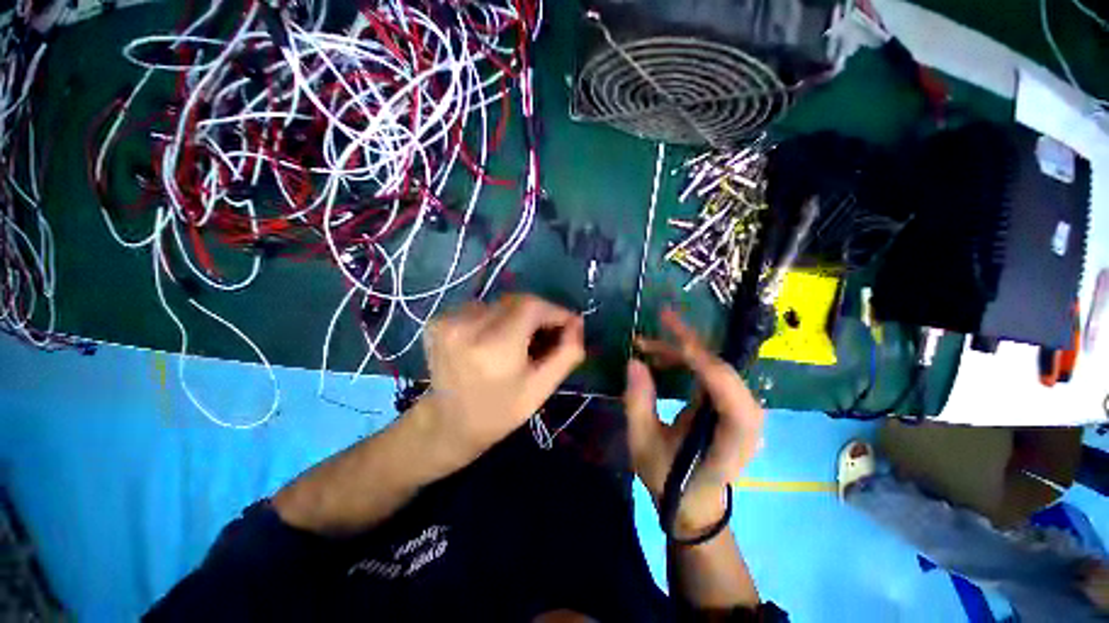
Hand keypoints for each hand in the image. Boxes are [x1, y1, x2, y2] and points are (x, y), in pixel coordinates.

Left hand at [420, 294, 584, 466]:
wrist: (449, 423)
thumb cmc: (501, 411)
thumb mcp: (542, 387)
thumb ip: (567, 352)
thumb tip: (577, 322)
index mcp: (494, 347)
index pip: (531, 306)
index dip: (554, 311)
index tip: (567, 325)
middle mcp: (467, 327)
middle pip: (516, 302)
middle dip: (538, 314)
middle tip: (545, 336)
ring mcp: (448, 321)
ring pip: (500, 304)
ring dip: (516, 316)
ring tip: (518, 341)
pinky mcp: (437, 320)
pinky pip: (481, 307)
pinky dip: (495, 318)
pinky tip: (494, 340)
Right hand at [624, 307, 764, 536]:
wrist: (694, 503)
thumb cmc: (669, 479)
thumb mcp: (643, 443)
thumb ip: (638, 402)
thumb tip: (634, 361)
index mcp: (732, 438)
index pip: (728, 391)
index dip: (702, 360)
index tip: (671, 335)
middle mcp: (746, 420)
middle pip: (723, 369)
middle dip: (689, 343)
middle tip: (661, 320)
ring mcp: (740, 410)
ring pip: (716, 366)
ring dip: (683, 350)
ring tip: (647, 345)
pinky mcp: (729, 404)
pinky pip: (710, 373)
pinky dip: (686, 360)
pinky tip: (661, 358)